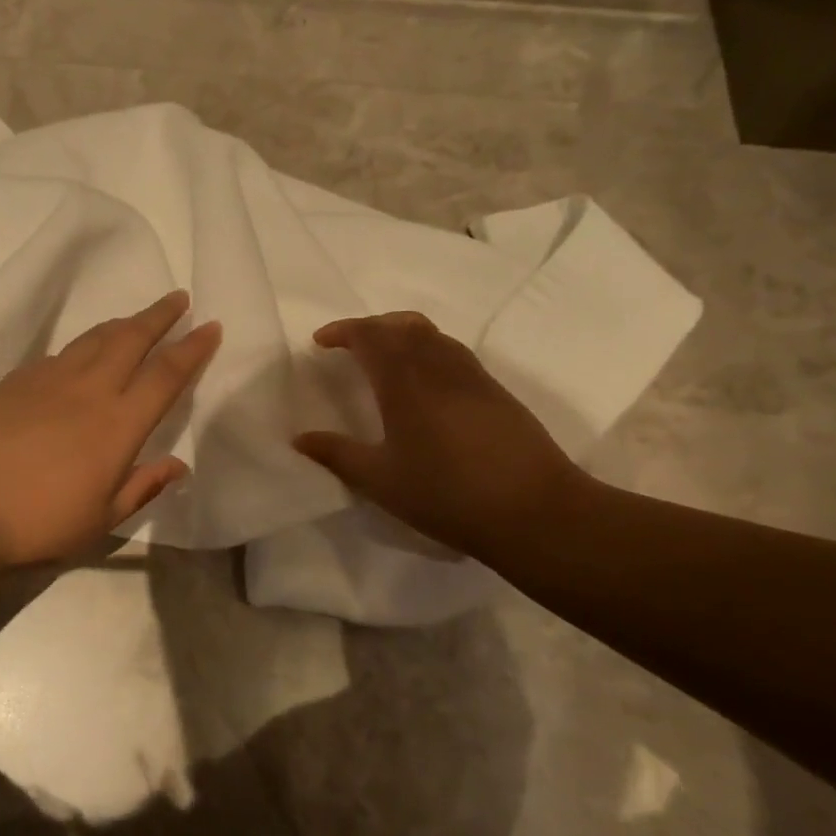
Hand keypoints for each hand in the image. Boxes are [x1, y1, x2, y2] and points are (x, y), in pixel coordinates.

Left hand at [0, 291, 221, 565]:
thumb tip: (178, 465)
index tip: (211, 326)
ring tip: (136, 320)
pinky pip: (61, 354)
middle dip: (160, 315)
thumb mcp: (103, 518)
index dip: (192, 348)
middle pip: (132, 338)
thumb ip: (143, 486)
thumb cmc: (41, 522)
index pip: (166, 375)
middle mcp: (90, 389)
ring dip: (122, 324)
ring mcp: (50, 378)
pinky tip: (81, 356)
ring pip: (94, 338)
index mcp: (119, 424)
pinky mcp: (18, 379)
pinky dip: (82, 348)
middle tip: (178, 298)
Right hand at [293, 312, 586, 562]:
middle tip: (349, 344)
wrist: (535, 511)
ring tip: (383, 357)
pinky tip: (424, 383)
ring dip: (401, 333)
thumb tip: (300, 438)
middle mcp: (439, 367)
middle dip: (371, 326)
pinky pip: (453, 352)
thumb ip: (337, 454)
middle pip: (402, 324)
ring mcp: (473, 377)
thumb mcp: (381, 481)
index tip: (320, 342)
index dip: (343, 330)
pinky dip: (427, 350)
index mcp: (405, 383)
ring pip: (433, 334)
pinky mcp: (495, 392)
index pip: (370, 335)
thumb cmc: (447, 495)